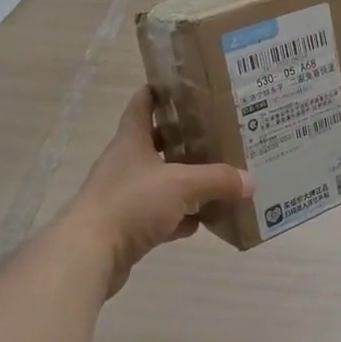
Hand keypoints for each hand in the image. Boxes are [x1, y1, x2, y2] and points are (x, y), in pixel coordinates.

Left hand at [67, 87, 252, 293]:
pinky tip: (200, 221)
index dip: (161, 91)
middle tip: (216, 133)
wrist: (90, 254)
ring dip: (184, 180)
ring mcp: (124, 195)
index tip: (186, 86)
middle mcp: (125, 163)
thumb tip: (250, 181)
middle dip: (184, 138)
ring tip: (217, 177)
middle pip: (156, 142)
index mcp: (131, 140)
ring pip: (159, 180)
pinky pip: (159, 215)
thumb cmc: (132, 203)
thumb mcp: (182, 185)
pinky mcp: (126, 225)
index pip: (143, 103)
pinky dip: (178, 217)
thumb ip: (217, 179)